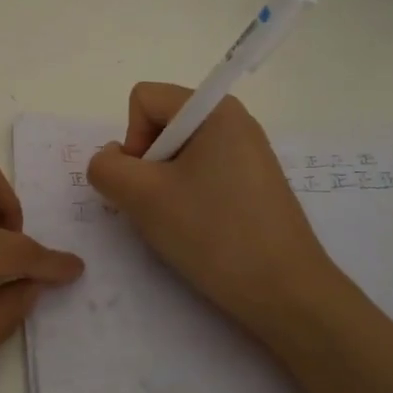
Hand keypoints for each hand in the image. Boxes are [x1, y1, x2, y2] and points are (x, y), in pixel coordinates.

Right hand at [88, 83, 334, 339]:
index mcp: (215, 110)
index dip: (132, 140)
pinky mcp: (253, 186)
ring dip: (164, 188)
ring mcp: (247, 155)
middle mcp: (235, 122)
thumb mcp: (143, 197)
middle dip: (147, 166)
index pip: (144, 100)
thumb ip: (106, 168)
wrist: (285, 292)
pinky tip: (200, 233)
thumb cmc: (214, 234)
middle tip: (162, 207)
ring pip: (178, 156)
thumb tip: (111, 160)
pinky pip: (202, 177)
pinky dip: (187, 201)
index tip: (148, 182)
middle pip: (161, 126)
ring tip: (181, 224)